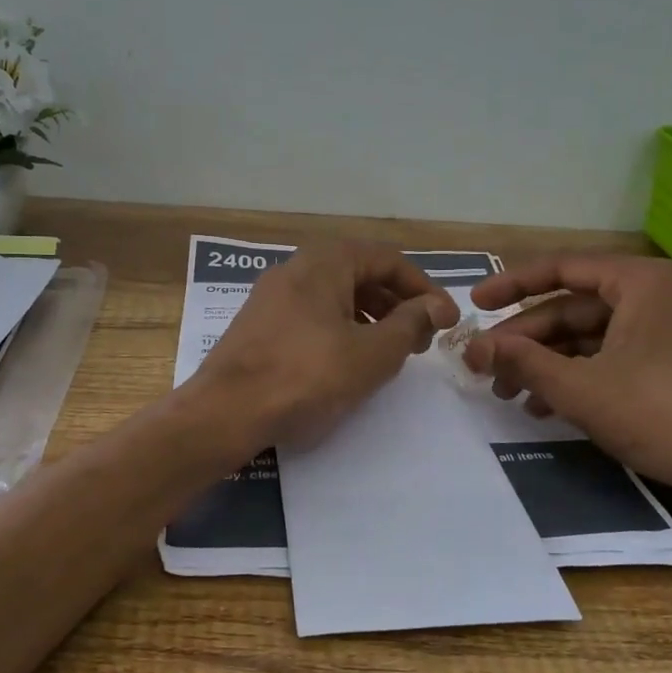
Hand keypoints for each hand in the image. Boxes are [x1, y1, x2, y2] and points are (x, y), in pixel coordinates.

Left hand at [195, 242, 459, 449]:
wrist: (225, 412)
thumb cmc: (306, 377)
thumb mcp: (371, 354)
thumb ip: (410, 325)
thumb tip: (437, 306)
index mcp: (326, 261)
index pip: (389, 260)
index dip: (424, 289)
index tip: (446, 321)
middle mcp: (297, 267)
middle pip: (362, 274)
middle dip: (398, 304)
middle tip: (421, 340)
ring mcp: (272, 295)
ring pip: (336, 296)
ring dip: (371, 319)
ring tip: (390, 353)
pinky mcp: (259, 324)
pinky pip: (312, 315)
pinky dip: (341, 330)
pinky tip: (348, 362)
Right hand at [464, 254, 671, 522]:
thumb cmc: (659, 414)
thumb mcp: (579, 388)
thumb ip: (522, 362)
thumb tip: (473, 347)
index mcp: (637, 282)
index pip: (559, 269)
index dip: (511, 285)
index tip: (474, 303)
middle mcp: (650, 295)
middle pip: (569, 307)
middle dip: (524, 339)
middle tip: (484, 365)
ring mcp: (659, 330)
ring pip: (585, 336)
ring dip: (543, 362)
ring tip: (507, 393)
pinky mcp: (664, 362)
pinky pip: (605, 356)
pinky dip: (572, 376)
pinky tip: (543, 405)